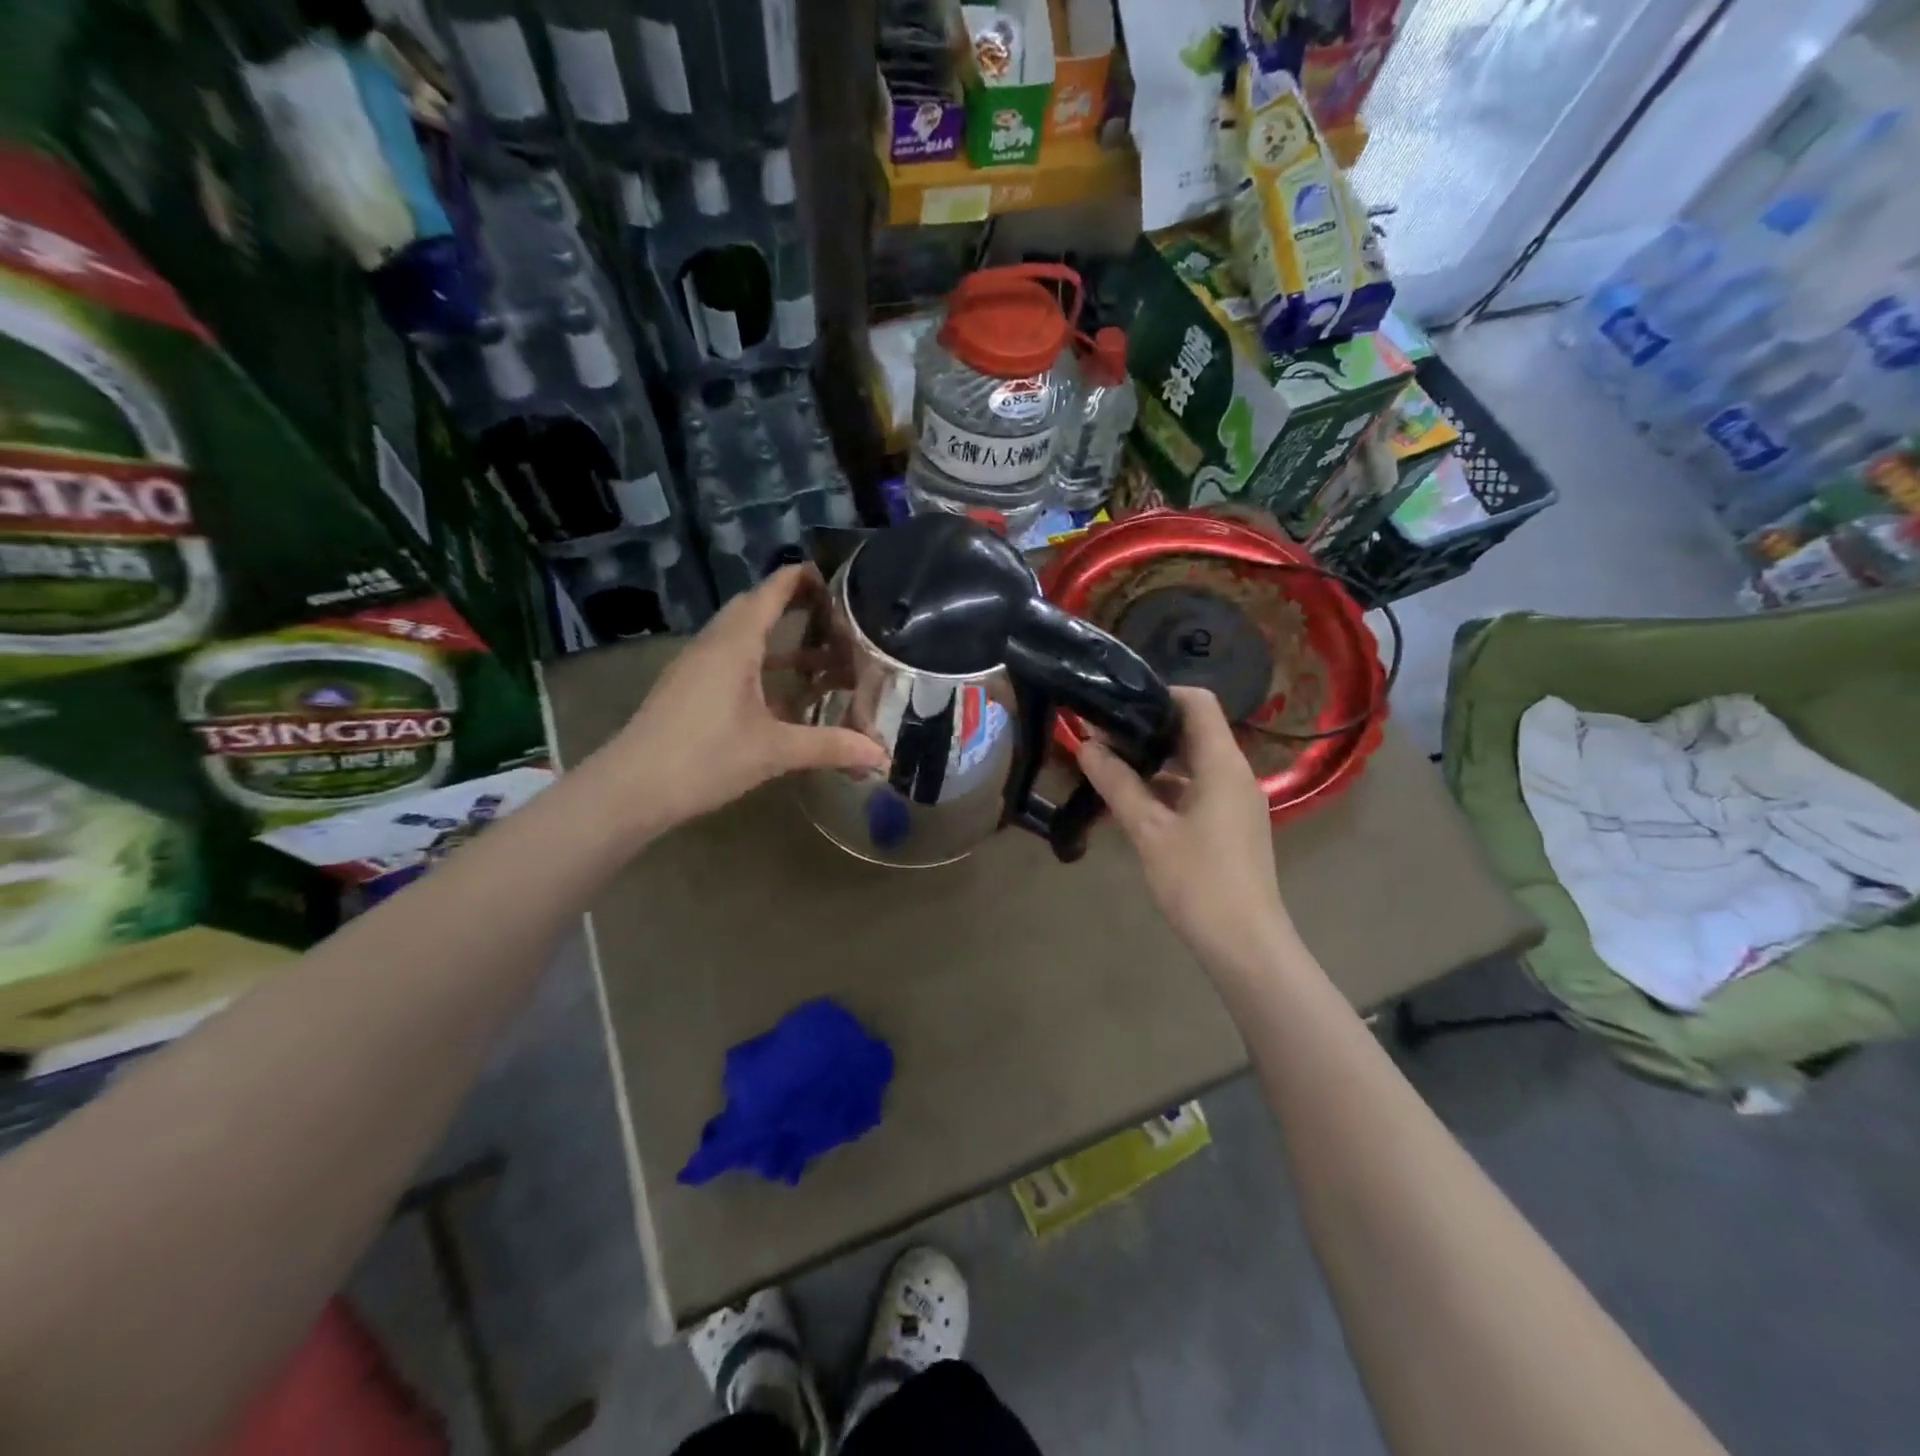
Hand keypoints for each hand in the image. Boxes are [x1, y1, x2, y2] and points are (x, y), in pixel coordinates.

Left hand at [604, 566, 887, 832]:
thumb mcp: (774, 751)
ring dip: (782, 643)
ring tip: (824, 657)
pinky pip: (732, 662)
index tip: (836, 575)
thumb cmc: (704, 757)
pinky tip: (786, 695)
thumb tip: (882, 756)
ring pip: (744, 639)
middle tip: (839, 618)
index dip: (802, 578)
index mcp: (734, 644)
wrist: (630, 789)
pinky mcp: (689, 690)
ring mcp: (697, 667)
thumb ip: (830, 747)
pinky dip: (764, 667)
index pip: (771, 592)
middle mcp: (714, 645)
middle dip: (797, 609)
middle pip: (757, 610)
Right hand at [1078, 687, 1296, 975]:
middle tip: (1103, 733)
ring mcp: (1236, 802)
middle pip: (1194, 731)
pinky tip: (1133, 802)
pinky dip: (1167, 788)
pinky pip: (1197, 791)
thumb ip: (1117, 783)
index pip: (1198, 702)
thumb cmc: (1198, 881)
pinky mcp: (1232, 827)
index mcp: (1223, 763)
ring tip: (1110, 765)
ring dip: (1155, 761)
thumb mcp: (1149, 830)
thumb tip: (1086, 745)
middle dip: (1149, 728)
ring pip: (1193, 764)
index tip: (1118, 703)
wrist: (1245, 945)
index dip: (1160, 693)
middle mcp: (1235, 774)